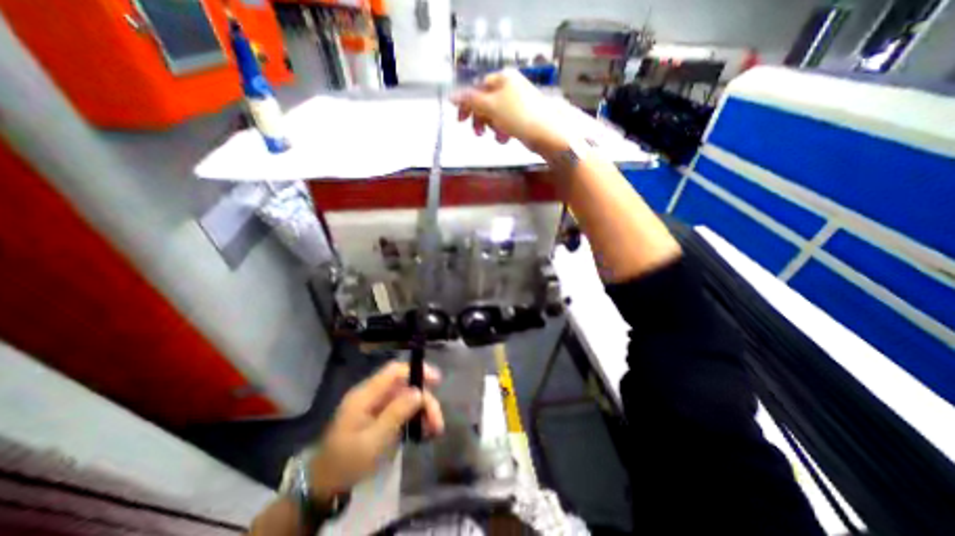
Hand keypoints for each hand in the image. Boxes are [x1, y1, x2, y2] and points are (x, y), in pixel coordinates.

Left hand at [307, 363, 444, 500]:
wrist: (324, 486)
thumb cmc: (347, 462)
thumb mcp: (374, 440)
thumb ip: (397, 412)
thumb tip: (419, 391)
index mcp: (366, 394)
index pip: (395, 370)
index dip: (417, 370)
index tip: (437, 381)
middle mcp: (372, 395)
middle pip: (404, 386)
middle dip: (424, 400)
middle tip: (437, 423)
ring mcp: (375, 406)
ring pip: (405, 398)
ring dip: (421, 411)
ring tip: (433, 431)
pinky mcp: (378, 416)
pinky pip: (401, 409)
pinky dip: (414, 418)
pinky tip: (422, 432)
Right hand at [452, 68, 565, 154]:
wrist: (546, 132)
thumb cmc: (517, 116)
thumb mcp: (490, 106)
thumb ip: (470, 101)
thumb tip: (451, 96)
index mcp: (503, 78)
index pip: (477, 87)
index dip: (467, 103)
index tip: (460, 120)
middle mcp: (510, 86)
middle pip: (486, 101)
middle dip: (480, 118)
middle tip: (478, 133)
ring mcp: (518, 101)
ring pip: (495, 114)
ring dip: (492, 127)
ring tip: (496, 137)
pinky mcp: (523, 116)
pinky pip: (506, 122)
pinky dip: (503, 130)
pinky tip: (505, 139)